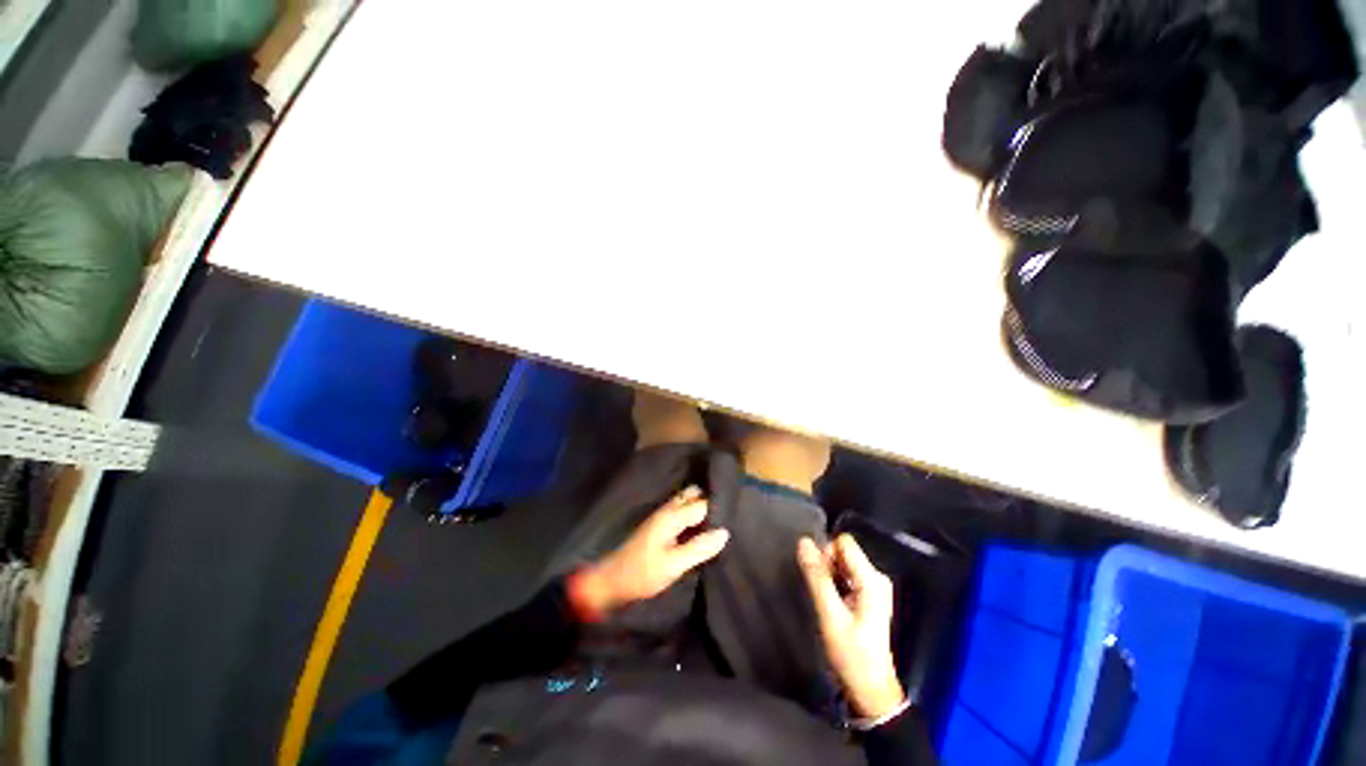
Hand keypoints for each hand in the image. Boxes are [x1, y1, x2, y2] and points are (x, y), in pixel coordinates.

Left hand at [573, 487, 729, 616]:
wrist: (613, 581)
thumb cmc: (643, 573)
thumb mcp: (673, 565)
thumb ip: (698, 548)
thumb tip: (724, 532)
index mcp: (671, 515)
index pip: (702, 503)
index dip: (719, 509)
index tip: (736, 516)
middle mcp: (667, 510)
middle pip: (694, 495)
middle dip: (710, 500)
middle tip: (728, 516)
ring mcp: (662, 516)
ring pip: (687, 501)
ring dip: (701, 507)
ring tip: (719, 522)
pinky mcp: (660, 525)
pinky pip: (682, 511)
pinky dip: (694, 514)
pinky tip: (702, 528)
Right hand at [798, 534, 905, 718]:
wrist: (869, 689)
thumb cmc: (851, 653)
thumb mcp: (830, 615)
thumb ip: (816, 577)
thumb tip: (803, 542)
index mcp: (872, 579)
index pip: (844, 543)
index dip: (826, 554)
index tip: (819, 579)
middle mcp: (875, 577)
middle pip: (843, 552)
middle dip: (826, 565)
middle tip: (822, 593)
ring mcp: (872, 587)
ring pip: (842, 563)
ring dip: (829, 576)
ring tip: (826, 601)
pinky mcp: (867, 596)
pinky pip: (844, 575)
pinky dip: (834, 584)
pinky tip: (832, 604)